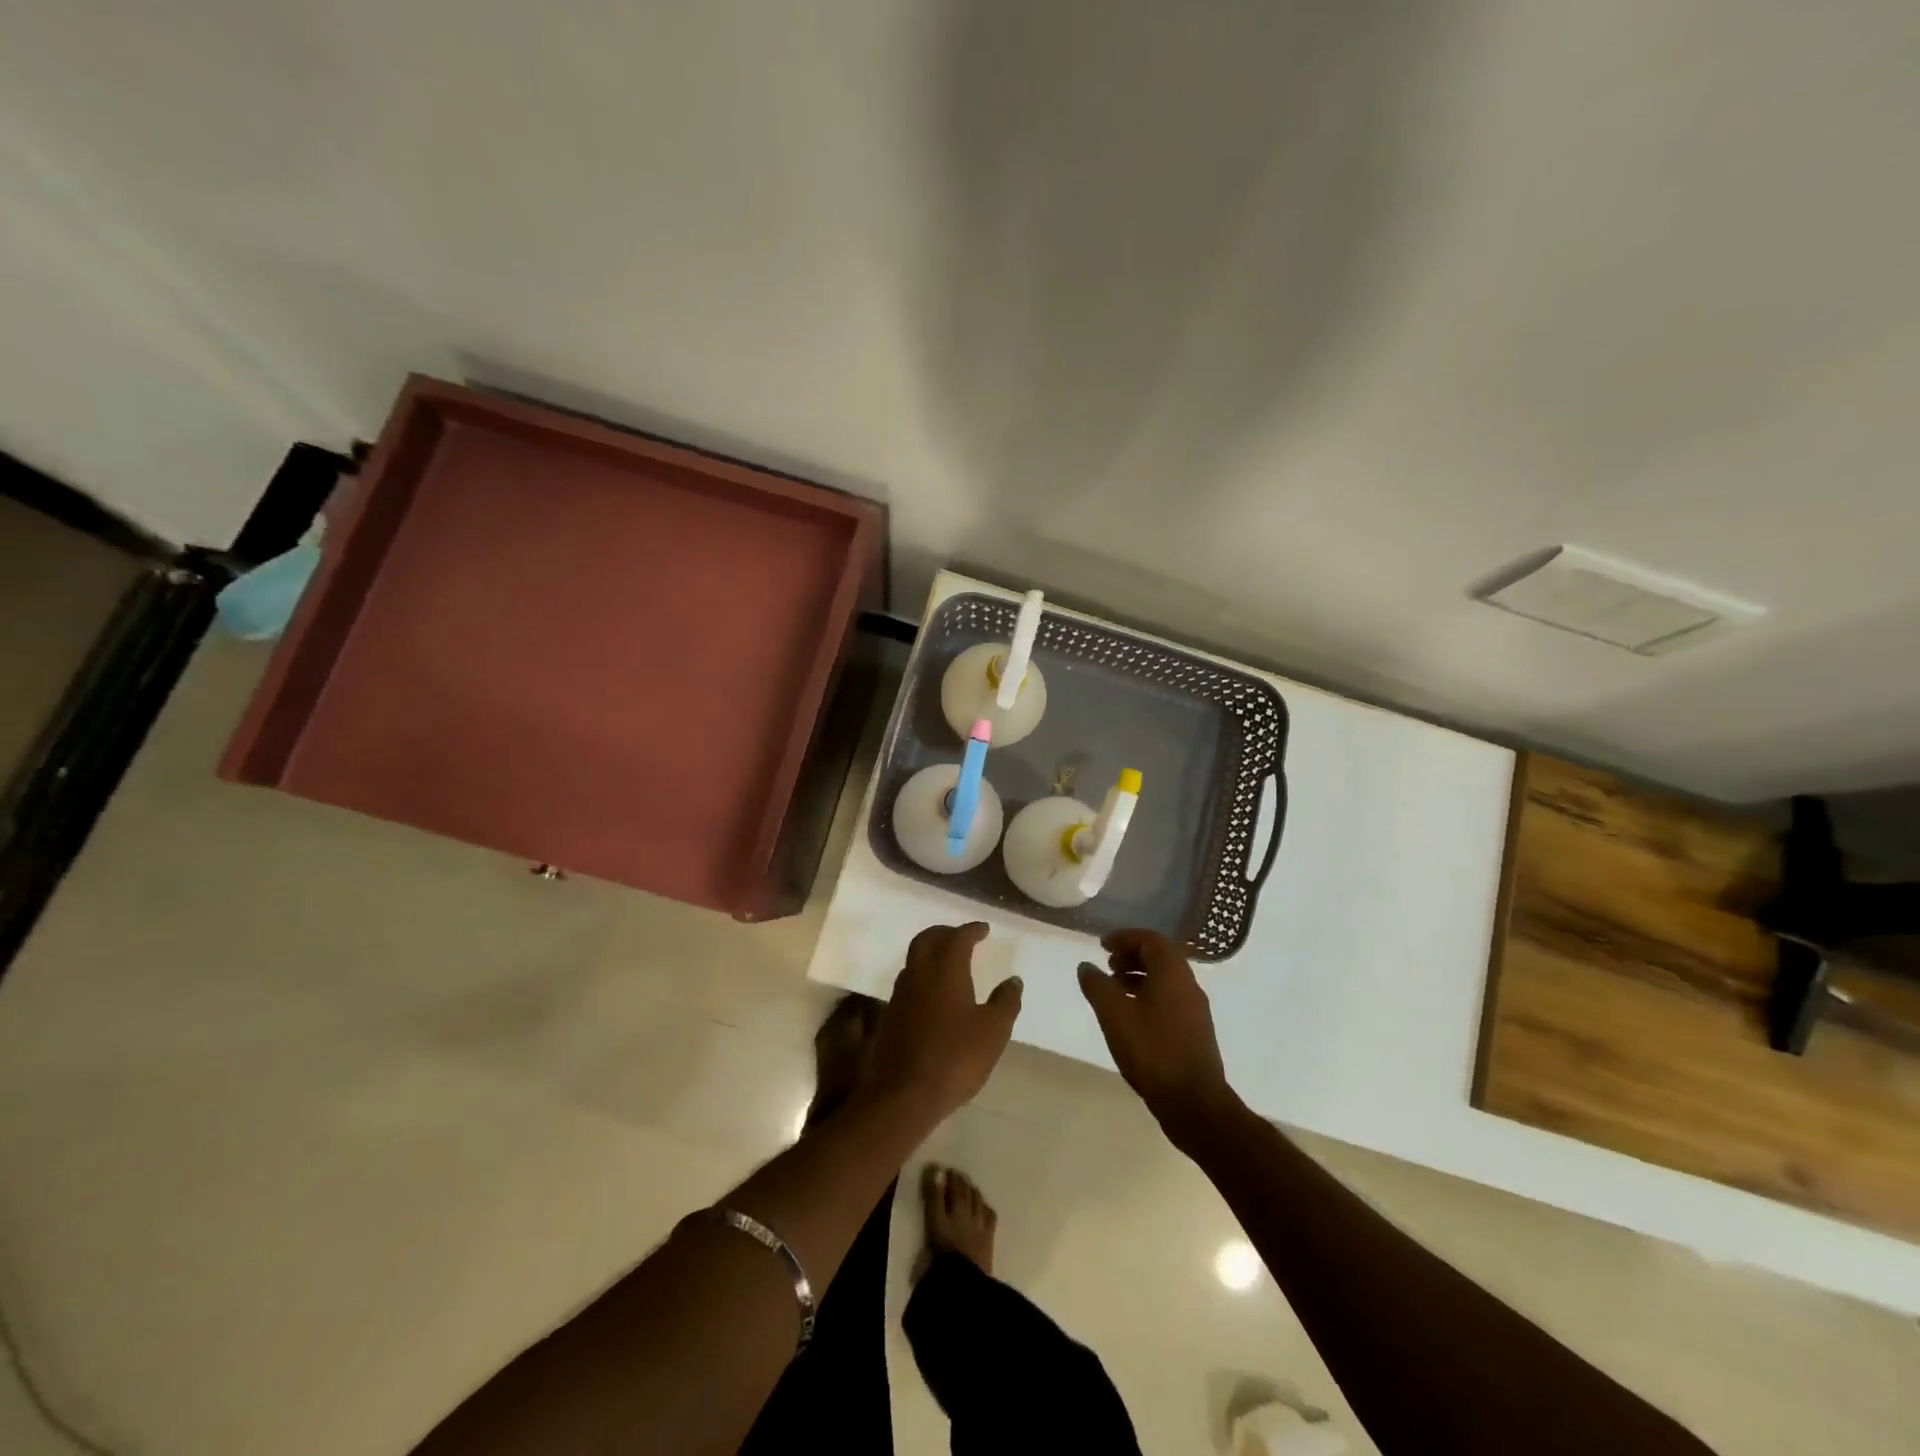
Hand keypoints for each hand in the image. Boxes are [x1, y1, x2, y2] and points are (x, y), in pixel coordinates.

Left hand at [867, 924, 1021, 1123]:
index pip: (958, 937)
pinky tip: (934, 992)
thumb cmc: (955, 1057)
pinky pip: (909, 980)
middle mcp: (919, 972)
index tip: (984, 929)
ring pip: (914, 958)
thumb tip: (1013, 980)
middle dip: (945, 933)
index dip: (972, 930)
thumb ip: (1005, 1002)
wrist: (903, 1093)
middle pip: (928, 939)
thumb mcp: (993, 1031)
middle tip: (962, 936)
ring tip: (949, 961)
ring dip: (931, 951)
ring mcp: (901, 993)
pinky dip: (923, 974)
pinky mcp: (891, 1014)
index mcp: (946, 968)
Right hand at [1078, 929, 1239, 1142]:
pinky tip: (1131, 1017)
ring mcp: (1195, 1009)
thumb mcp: (1114, 1015)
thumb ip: (1097, 986)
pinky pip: (1170, 998)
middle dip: (1132, 955)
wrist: (1194, 1103)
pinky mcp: (1196, 1031)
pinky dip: (1149, 995)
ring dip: (1139, 976)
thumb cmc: (1152, 1051)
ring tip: (1115, 990)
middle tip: (1107, 966)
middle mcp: (1188, 984)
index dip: (1125, 938)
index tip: (1102, 945)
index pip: (1150, 939)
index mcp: (1173, 973)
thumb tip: (1086, 966)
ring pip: (1165, 979)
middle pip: (1160, 957)